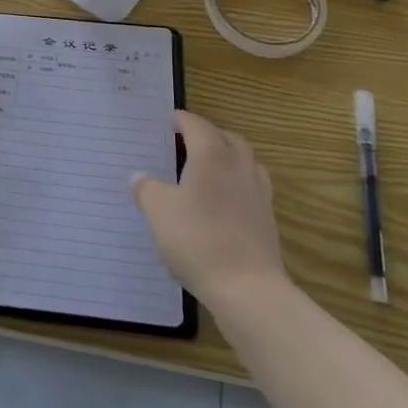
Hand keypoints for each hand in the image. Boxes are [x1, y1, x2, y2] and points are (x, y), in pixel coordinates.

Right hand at [131, 110, 285, 302]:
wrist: (247, 288)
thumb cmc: (197, 239)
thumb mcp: (158, 211)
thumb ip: (146, 189)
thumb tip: (140, 177)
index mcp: (211, 157)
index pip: (198, 126)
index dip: (183, 120)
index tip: (171, 119)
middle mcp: (239, 168)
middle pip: (229, 139)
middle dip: (210, 134)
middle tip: (190, 140)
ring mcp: (258, 195)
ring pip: (247, 162)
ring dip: (230, 157)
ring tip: (211, 168)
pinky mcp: (267, 221)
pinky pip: (253, 189)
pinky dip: (238, 184)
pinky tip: (225, 202)